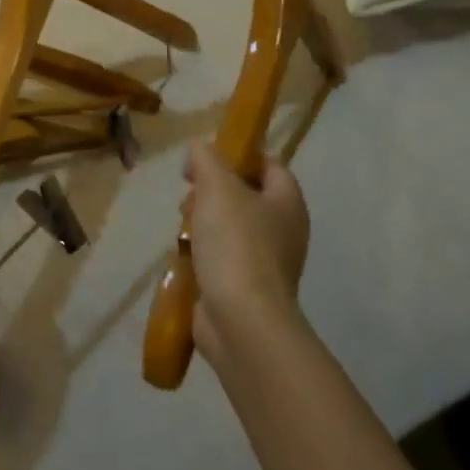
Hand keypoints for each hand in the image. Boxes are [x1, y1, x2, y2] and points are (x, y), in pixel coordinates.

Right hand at [184, 141, 309, 360]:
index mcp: (287, 202)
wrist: (242, 321)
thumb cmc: (236, 244)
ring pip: (229, 226)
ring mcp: (266, 261)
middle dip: (211, 191)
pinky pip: (221, 257)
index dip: (239, 156)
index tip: (205, 160)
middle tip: (189, 195)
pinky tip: (183, 256)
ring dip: (202, 222)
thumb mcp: (217, 187)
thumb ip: (207, 159)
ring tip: (182, 228)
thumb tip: (200, 148)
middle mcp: (283, 229)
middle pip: (245, 195)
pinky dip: (202, 253)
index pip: (269, 164)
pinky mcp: (246, 286)